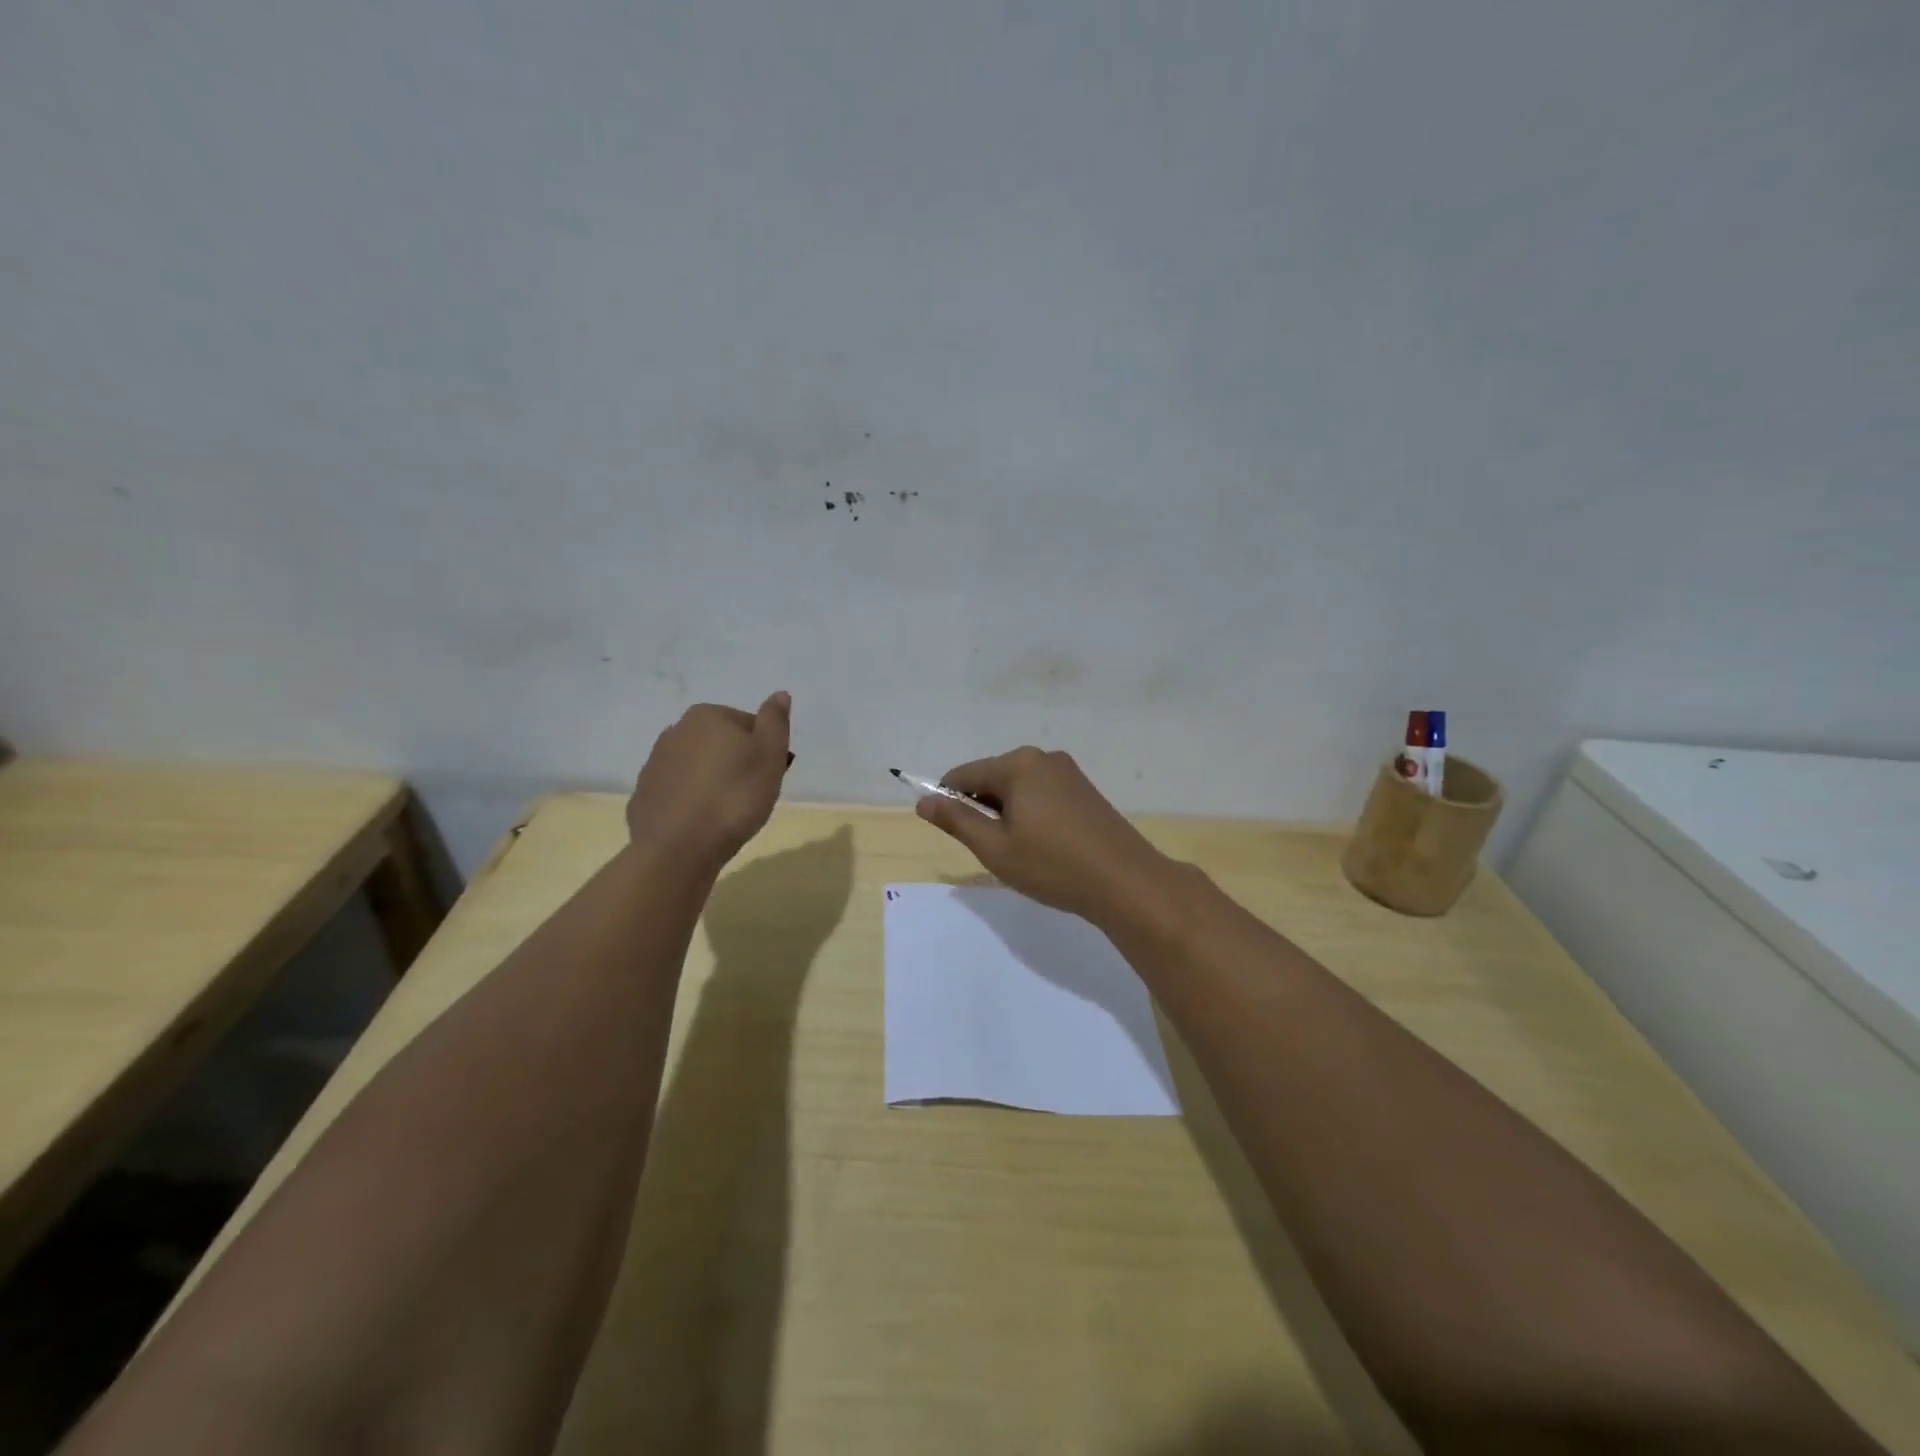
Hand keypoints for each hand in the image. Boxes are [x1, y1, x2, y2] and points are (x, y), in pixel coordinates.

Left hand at [626, 693, 791, 869]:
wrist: (679, 848)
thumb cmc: (734, 797)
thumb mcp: (770, 755)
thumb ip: (775, 721)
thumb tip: (779, 694)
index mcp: (706, 716)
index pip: (748, 725)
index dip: (764, 750)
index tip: (768, 776)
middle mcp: (674, 731)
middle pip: (720, 744)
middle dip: (736, 764)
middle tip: (751, 795)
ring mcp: (654, 764)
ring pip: (697, 767)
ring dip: (713, 782)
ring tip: (727, 813)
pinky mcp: (644, 795)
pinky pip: (678, 792)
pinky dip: (691, 802)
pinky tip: (702, 823)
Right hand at [914, 746, 1176, 925]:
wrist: (1126, 881)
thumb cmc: (1053, 866)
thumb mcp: (995, 848)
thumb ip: (957, 820)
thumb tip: (923, 801)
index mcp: (1017, 764)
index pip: (963, 774)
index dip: (948, 801)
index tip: (951, 833)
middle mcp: (1042, 757)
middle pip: (992, 777)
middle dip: (982, 808)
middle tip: (993, 849)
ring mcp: (1068, 771)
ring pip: (1018, 787)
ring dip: (1007, 813)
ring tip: (1021, 851)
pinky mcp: (1084, 788)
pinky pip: (1042, 793)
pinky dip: (1031, 813)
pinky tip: (1044, 845)